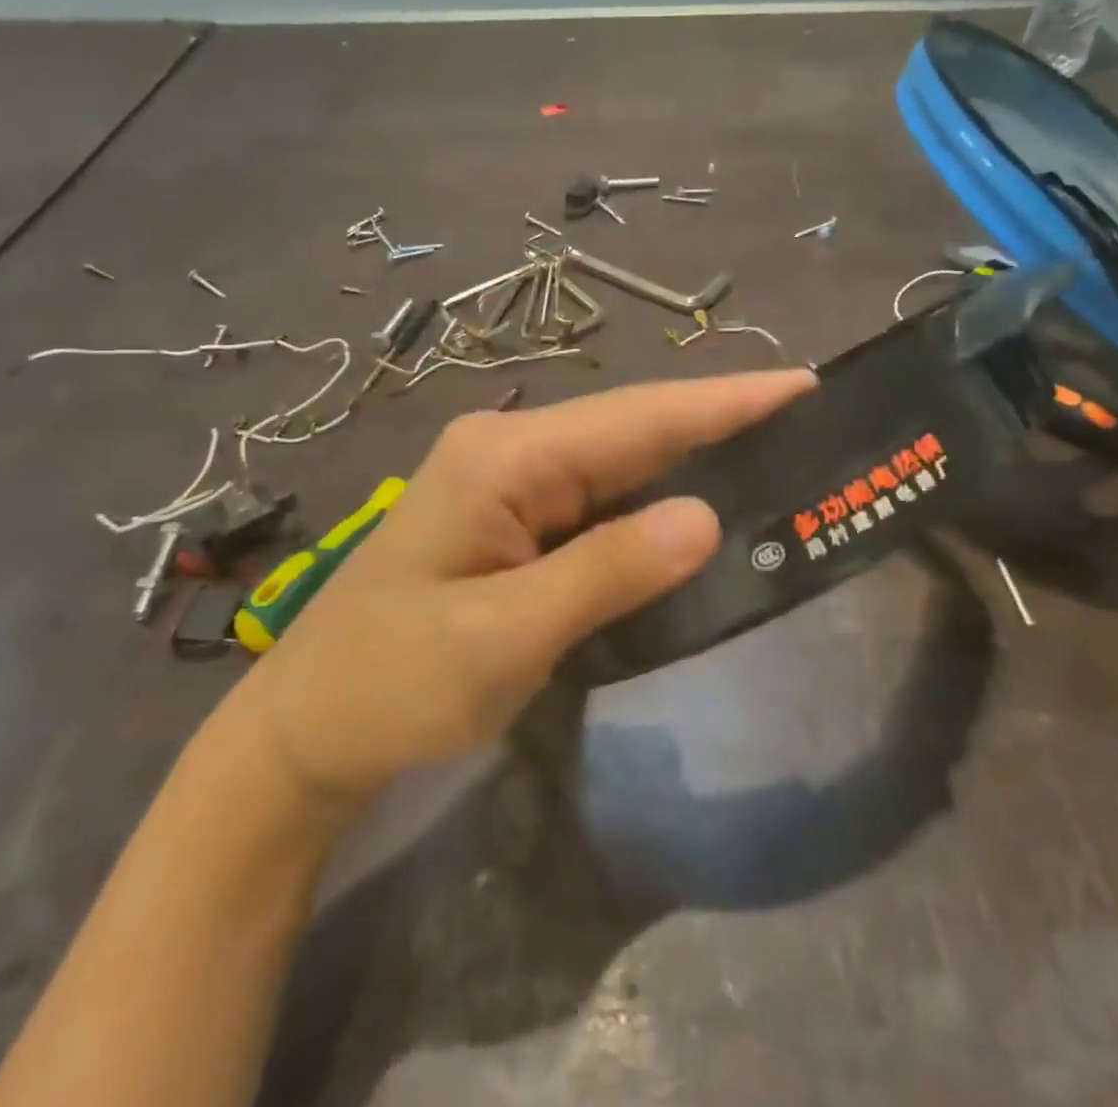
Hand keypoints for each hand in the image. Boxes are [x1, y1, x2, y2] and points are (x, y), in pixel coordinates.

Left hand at [224, 370, 814, 808]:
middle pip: (632, 431)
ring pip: (618, 465)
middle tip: (810, 425)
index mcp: (504, 457)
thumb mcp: (503, 635)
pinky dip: (651, 506)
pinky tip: (699, 512)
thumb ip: (606, 571)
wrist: (307, 731)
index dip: (723, 402)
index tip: (803, 385)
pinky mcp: (510, 522)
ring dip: (690, 464)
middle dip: (718, 426)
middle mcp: (508, 451)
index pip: (636, 418)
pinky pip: (597, 502)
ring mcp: (507, 485)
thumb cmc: (392, 683)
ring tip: (777, 459)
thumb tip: (705, 517)